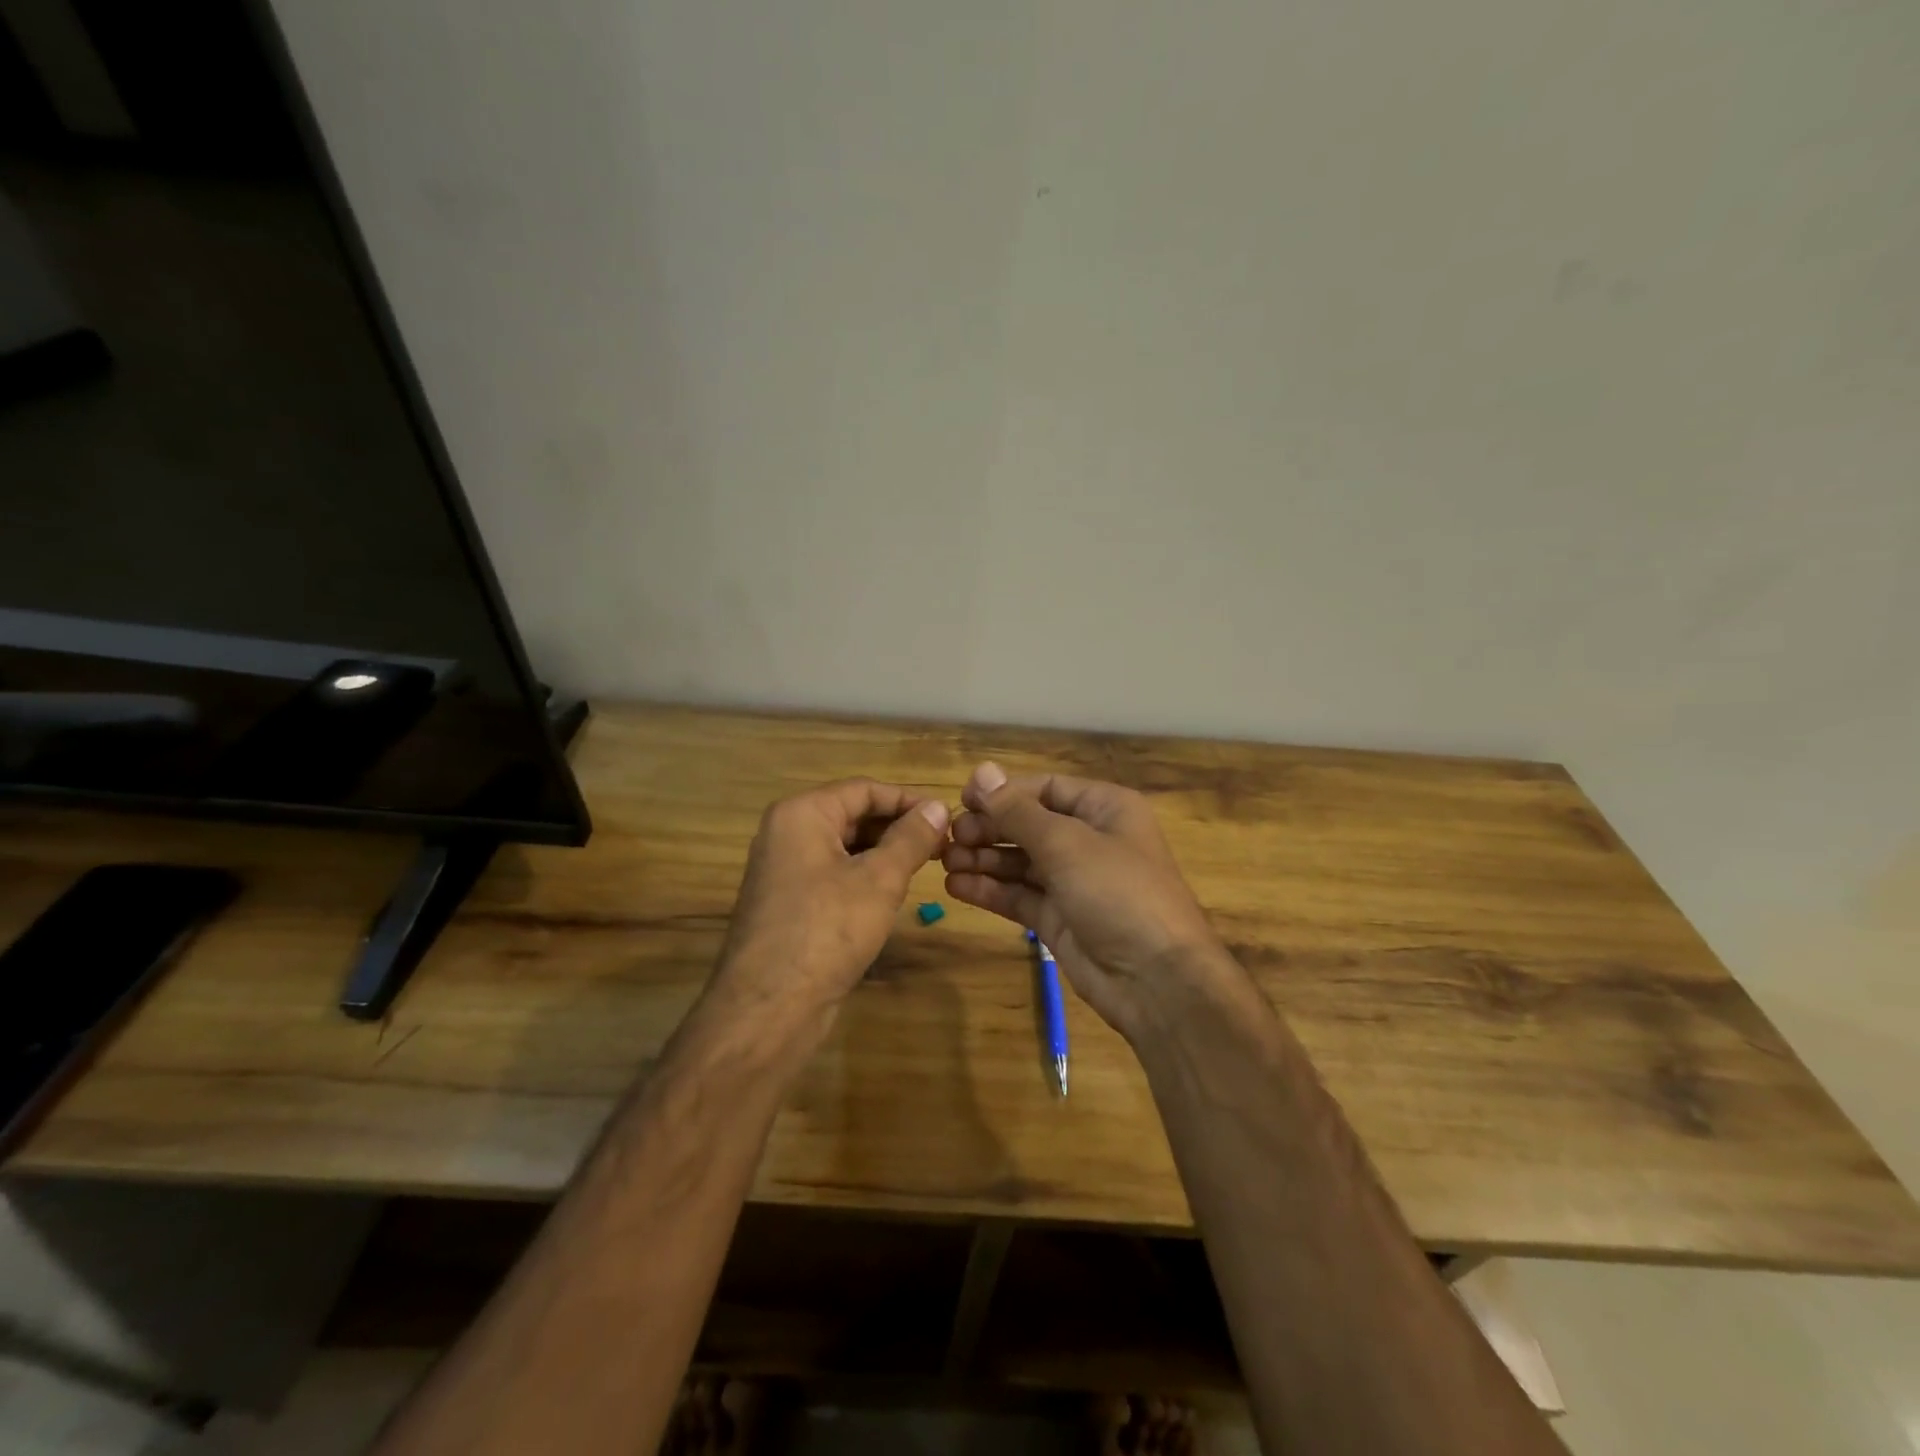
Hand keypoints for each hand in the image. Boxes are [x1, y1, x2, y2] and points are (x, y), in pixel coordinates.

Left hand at [707, 778, 949, 1047]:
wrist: (769, 1008)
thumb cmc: (827, 930)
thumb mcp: (879, 880)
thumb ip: (911, 838)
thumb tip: (939, 807)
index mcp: (801, 814)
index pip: (864, 789)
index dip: (909, 800)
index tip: (948, 818)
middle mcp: (786, 834)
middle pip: (852, 815)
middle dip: (898, 827)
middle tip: (943, 846)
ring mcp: (784, 870)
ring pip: (844, 847)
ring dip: (884, 852)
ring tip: (926, 867)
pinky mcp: (789, 903)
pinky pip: (833, 874)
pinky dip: (864, 876)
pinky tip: (892, 893)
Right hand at [942, 762, 1244, 1042]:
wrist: (1157, 981)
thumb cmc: (1118, 892)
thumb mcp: (1067, 843)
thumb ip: (1018, 811)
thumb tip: (981, 771)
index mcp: (1104, 809)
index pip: (1045, 788)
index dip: (1003, 792)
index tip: (962, 800)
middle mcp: (1089, 840)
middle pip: (1028, 824)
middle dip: (989, 828)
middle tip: (950, 838)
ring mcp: (1073, 882)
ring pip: (1020, 861)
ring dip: (983, 859)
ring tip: (945, 861)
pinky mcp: (1059, 918)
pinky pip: (1019, 895)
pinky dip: (989, 890)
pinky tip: (956, 887)